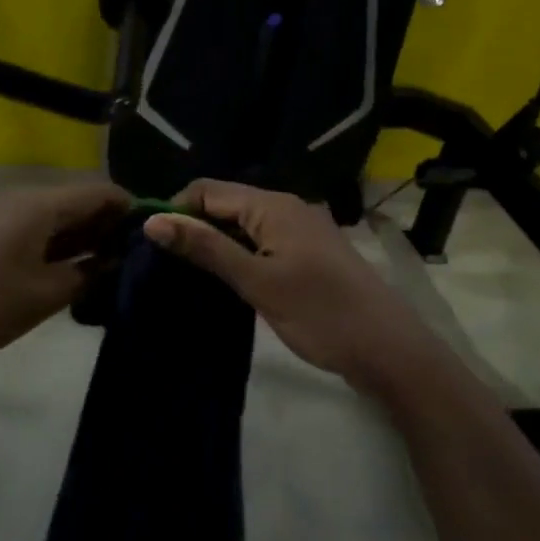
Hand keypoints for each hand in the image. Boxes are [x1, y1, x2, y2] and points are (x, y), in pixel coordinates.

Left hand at [0, 182, 130, 375]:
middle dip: (110, 225)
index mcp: (39, 205)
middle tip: (139, 256)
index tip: (154, 235)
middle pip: (79, 201)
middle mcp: (24, 201)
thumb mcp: (46, 294)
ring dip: (86, 238)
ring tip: (116, 267)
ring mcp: (5, 218)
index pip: (99, 191)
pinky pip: (39, 232)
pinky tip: (80, 272)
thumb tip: (115, 260)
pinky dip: (62, 247)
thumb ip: (88, 274)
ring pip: (59, 218)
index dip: (129, 208)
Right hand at [143, 180, 434, 386]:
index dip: (175, 211)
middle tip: (164, 266)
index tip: (151, 246)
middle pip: (226, 204)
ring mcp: (301, 230)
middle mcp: (286, 207)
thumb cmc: (320, 313)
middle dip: (193, 228)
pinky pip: (262, 242)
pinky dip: (240, 256)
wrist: (388, 349)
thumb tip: (152, 221)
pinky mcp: (308, 254)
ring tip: (187, 277)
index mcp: (273, 205)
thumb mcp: (257, 281)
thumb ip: (205, 248)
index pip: (207, 190)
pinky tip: (226, 281)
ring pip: (243, 225)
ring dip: (215, 244)